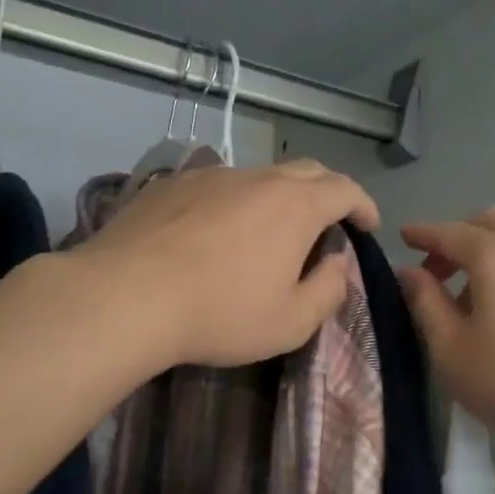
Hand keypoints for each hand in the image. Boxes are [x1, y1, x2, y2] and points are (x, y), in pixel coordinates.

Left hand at [77, 159, 377, 368]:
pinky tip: (216, 231)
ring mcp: (210, 176)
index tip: (369, 225)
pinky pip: (216, 186)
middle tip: (329, 222)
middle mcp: (257, 178)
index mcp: (295, 206)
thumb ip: (327, 291)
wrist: (126, 296)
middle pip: (306, 171)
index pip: (345, 189)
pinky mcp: (170, 185)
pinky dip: (233, 202)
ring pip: (258, 176)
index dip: (363, 205)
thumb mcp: (290, 322)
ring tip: (269, 230)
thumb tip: (337, 265)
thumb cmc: (220, 314)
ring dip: (277, 197)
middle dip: (327, 192)